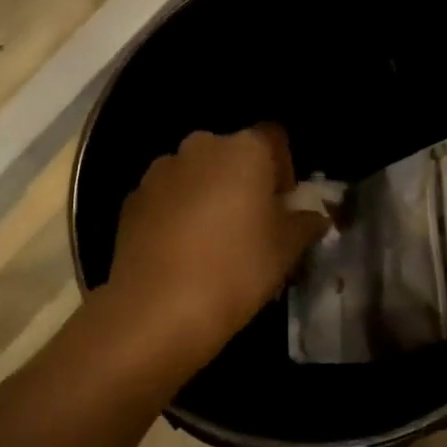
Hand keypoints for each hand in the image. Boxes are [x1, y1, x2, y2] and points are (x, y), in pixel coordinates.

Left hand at [104, 125, 329, 366]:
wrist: (157, 308)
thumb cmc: (236, 269)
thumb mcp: (286, 250)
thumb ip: (305, 224)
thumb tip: (314, 217)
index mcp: (244, 149)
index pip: (274, 138)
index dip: (284, 168)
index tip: (283, 204)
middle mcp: (199, 147)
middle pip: (231, 154)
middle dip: (243, 181)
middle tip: (251, 224)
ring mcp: (159, 171)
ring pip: (195, 175)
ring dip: (207, 195)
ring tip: (212, 241)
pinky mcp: (131, 199)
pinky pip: (166, 197)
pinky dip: (176, 213)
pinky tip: (181, 252)